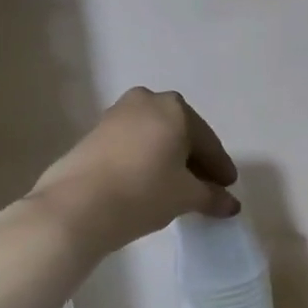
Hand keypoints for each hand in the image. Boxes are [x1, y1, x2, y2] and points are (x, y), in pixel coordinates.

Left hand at [27, 87, 239, 254]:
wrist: (76, 206)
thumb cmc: (143, 192)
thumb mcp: (185, 196)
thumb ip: (212, 197)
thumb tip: (231, 205)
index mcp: (175, 108)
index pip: (208, 142)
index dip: (220, 168)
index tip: (228, 188)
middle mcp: (146, 101)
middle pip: (181, 134)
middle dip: (195, 160)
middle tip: (206, 187)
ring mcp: (116, 115)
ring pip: (155, 137)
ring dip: (169, 159)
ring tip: (177, 187)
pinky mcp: (94, 133)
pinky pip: (133, 144)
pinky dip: (146, 160)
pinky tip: (149, 183)